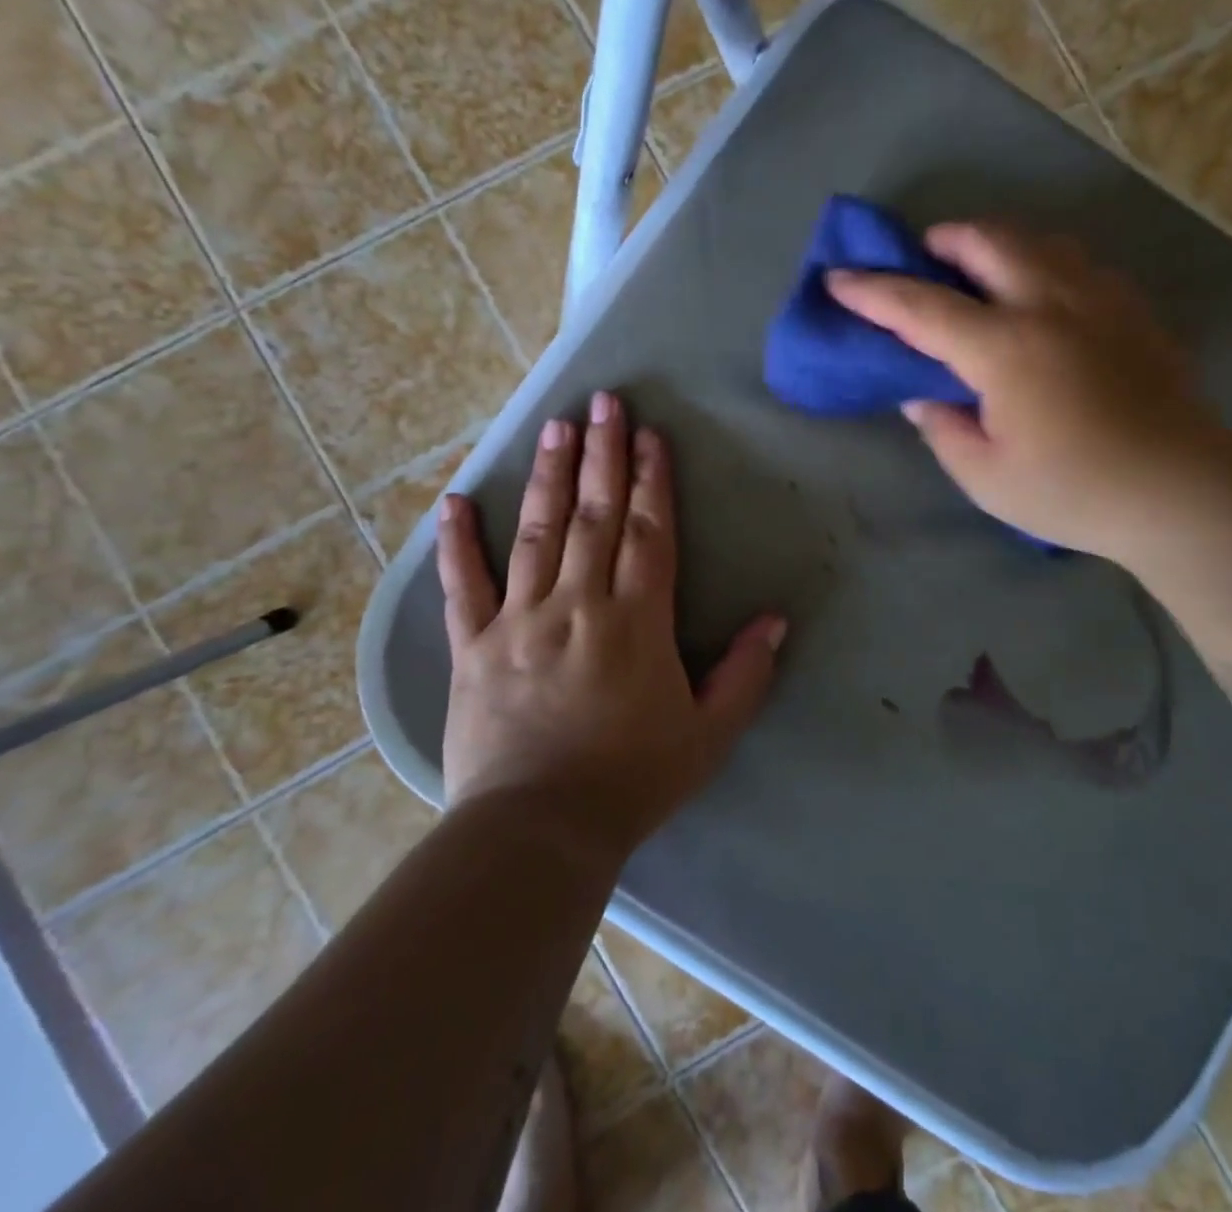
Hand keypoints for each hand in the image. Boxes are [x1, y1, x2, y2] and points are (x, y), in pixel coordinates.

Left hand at [436, 392, 785, 855]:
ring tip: (557, 426)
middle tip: (605, 402)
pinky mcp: (473, 648)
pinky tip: (457, 501)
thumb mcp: (709, 735)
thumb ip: (745, 674)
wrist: (540, 831)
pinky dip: (457, 543)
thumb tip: (775, 620)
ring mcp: (519, 622)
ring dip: (550, 477)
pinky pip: (462, 587)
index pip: (648, 533)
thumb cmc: (634, 781)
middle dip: (604, 454)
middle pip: (595, 516)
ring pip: (537, 534)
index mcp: (636, 622)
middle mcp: (578, 605)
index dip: (652, 480)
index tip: (651, 435)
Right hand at [826, 221, 1223, 556]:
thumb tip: (923, 398)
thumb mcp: (985, 478)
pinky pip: (1080, 265)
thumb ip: (944, 430)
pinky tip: (1045, 301)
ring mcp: (1100, 300)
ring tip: (982, 273)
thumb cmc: (1073, 491)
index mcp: (1005, 348)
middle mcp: (1050, 305)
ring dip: (998, 245)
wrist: (1180, 492)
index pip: (922, 307)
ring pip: (1040, 240)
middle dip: (944, 240)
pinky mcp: (1134, 312)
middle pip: (988, 241)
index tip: (838, 279)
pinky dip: (1045, 266)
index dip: (873, 292)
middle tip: (924, 260)